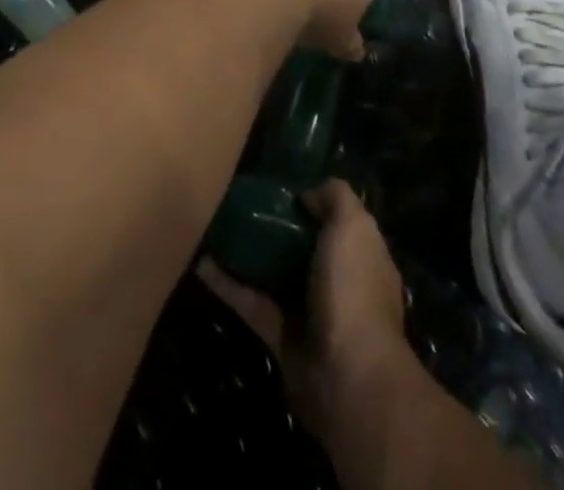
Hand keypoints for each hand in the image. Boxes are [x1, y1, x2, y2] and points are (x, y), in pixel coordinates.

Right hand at [198, 179, 410, 440]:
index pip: (338, 223)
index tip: (281, 186)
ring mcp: (309, 312)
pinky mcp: (280, 338)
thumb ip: (335, 197)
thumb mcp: (353, 226)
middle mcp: (338, 284)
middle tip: (241, 200)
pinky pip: (251, 303)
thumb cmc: (353, 290)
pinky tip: (201, 262)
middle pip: (303, 247)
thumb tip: (307, 195)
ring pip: (274, 275)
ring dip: (247, 254)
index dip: (314, 202)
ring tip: (216, 224)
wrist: (346, 376)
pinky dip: (227, 285)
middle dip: (276, 226)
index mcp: (362, 257)